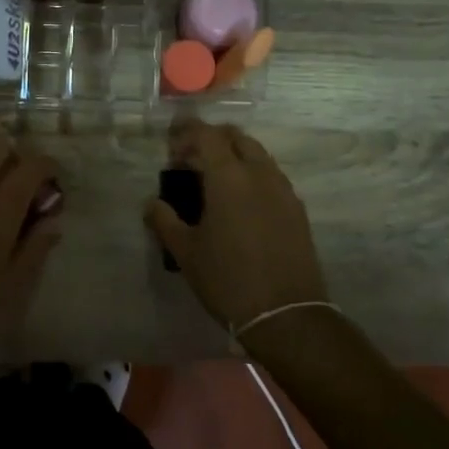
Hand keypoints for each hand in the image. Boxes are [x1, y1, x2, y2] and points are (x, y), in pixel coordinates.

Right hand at [143, 122, 327, 333]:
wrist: (286, 315)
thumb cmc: (227, 279)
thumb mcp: (185, 251)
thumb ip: (164, 220)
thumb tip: (152, 203)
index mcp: (228, 177)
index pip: (207, 135)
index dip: (186, 133)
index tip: (171, 147)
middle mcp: (259, 173)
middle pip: (236, 137)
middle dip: (212, 140)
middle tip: (191, 160)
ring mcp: (283, 190)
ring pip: (258, 155)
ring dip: (234, 156)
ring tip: (214, 182)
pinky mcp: (297, 210)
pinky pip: (271, 177)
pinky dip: (252, 176)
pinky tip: (239, 203)